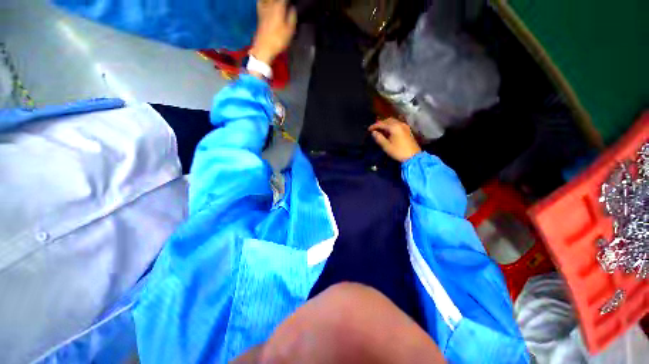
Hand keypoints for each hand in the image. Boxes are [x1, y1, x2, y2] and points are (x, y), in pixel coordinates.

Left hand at [250, 0, 296, 64]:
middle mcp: (270, 5)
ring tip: (279, 4)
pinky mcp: (259, 14)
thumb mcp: (290, 31)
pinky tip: (267, 3)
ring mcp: (264, 9)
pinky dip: (264, 2)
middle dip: (283, 1)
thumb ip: (292, 17)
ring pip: (268, 0)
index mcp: (279, 7)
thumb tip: (293, 8)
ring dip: (274, 1)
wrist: (264, 47)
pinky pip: (261, 2)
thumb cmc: (278, 40)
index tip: (293, 3)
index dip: (290, 1)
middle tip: (287, 4)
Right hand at [369, 118, 421, 162]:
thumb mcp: (386, 146)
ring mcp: (404, 126)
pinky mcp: (407, 130)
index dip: (374, 126)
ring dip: (385, 124)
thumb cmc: (398, 151)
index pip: (381, 123)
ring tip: (380, 130)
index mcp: (394, 127)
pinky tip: (388, 131)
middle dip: (380, 123)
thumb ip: (379, 138)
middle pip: (388, 120)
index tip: (368, 129)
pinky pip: (397, 124)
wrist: (413, 156)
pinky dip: (391, 125)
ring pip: (393, 121)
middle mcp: (400, 124)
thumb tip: (373, 132)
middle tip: (374, 129)